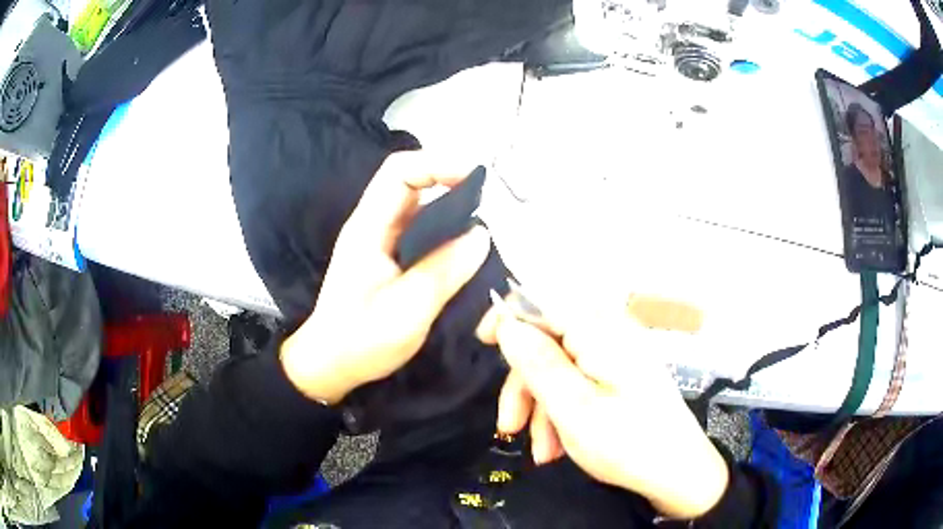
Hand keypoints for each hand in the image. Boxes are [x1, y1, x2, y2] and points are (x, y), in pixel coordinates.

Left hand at [281, 153, 490, 404]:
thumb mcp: (407, 310)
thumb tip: (481, 234)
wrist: (331, 364)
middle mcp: (375, 225)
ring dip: (453, 210)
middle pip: (413, 183)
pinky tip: (467, 252)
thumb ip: (444, 270)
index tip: (477, 179)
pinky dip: (447, 233)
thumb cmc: (361, 340)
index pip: (400, 171)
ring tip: (487, 228)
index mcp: (369, 228)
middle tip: (492, 204)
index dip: (438, 165)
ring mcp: (382, 241)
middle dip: (452, 184)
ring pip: (421, 208)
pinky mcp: (391, 258)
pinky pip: (423, 232)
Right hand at [478, 308, 728, 518]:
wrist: (678, 472)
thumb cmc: (628, 444)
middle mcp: (609, 332)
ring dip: (541, 407)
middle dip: (524, 384)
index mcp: (600, 330)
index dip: (508, 315)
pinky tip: (558, 445)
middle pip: (547, 340)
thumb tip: (508, 324)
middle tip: (509, 425)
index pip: (543, 297)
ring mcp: (617, 354)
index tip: (482, 343)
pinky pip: (578, 381)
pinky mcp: (620, 374)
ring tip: (542, 451)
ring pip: (558, 367)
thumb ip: (538, 363)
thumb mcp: (574, 409)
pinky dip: (561, 411)